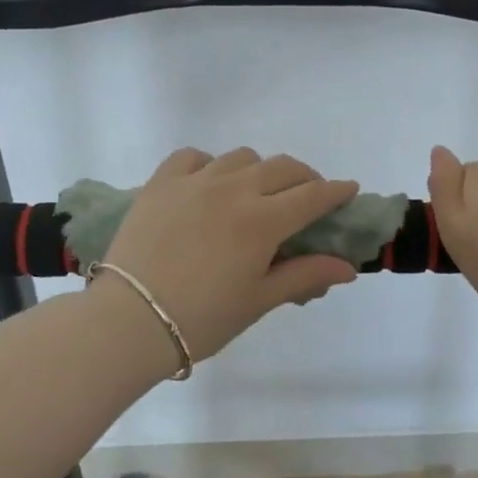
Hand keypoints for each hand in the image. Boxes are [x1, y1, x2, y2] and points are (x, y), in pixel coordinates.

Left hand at [99, 147, 360, 362]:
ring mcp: (195, 181)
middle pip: (283, 168)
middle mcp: (234, 189)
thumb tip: (348, 268)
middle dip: (304, 178)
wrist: (129, 321)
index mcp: (262, 221)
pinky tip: (208, 183)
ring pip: (241, 157)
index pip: (312, 196)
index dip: (336, 192)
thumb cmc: (202, 319)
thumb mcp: (259, 300)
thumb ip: (304, 276)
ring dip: (259, 170)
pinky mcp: (161, 182)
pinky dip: (209, 164)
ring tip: (256, 192)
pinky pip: (192, 156)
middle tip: (307, 196)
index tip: (348, 190)